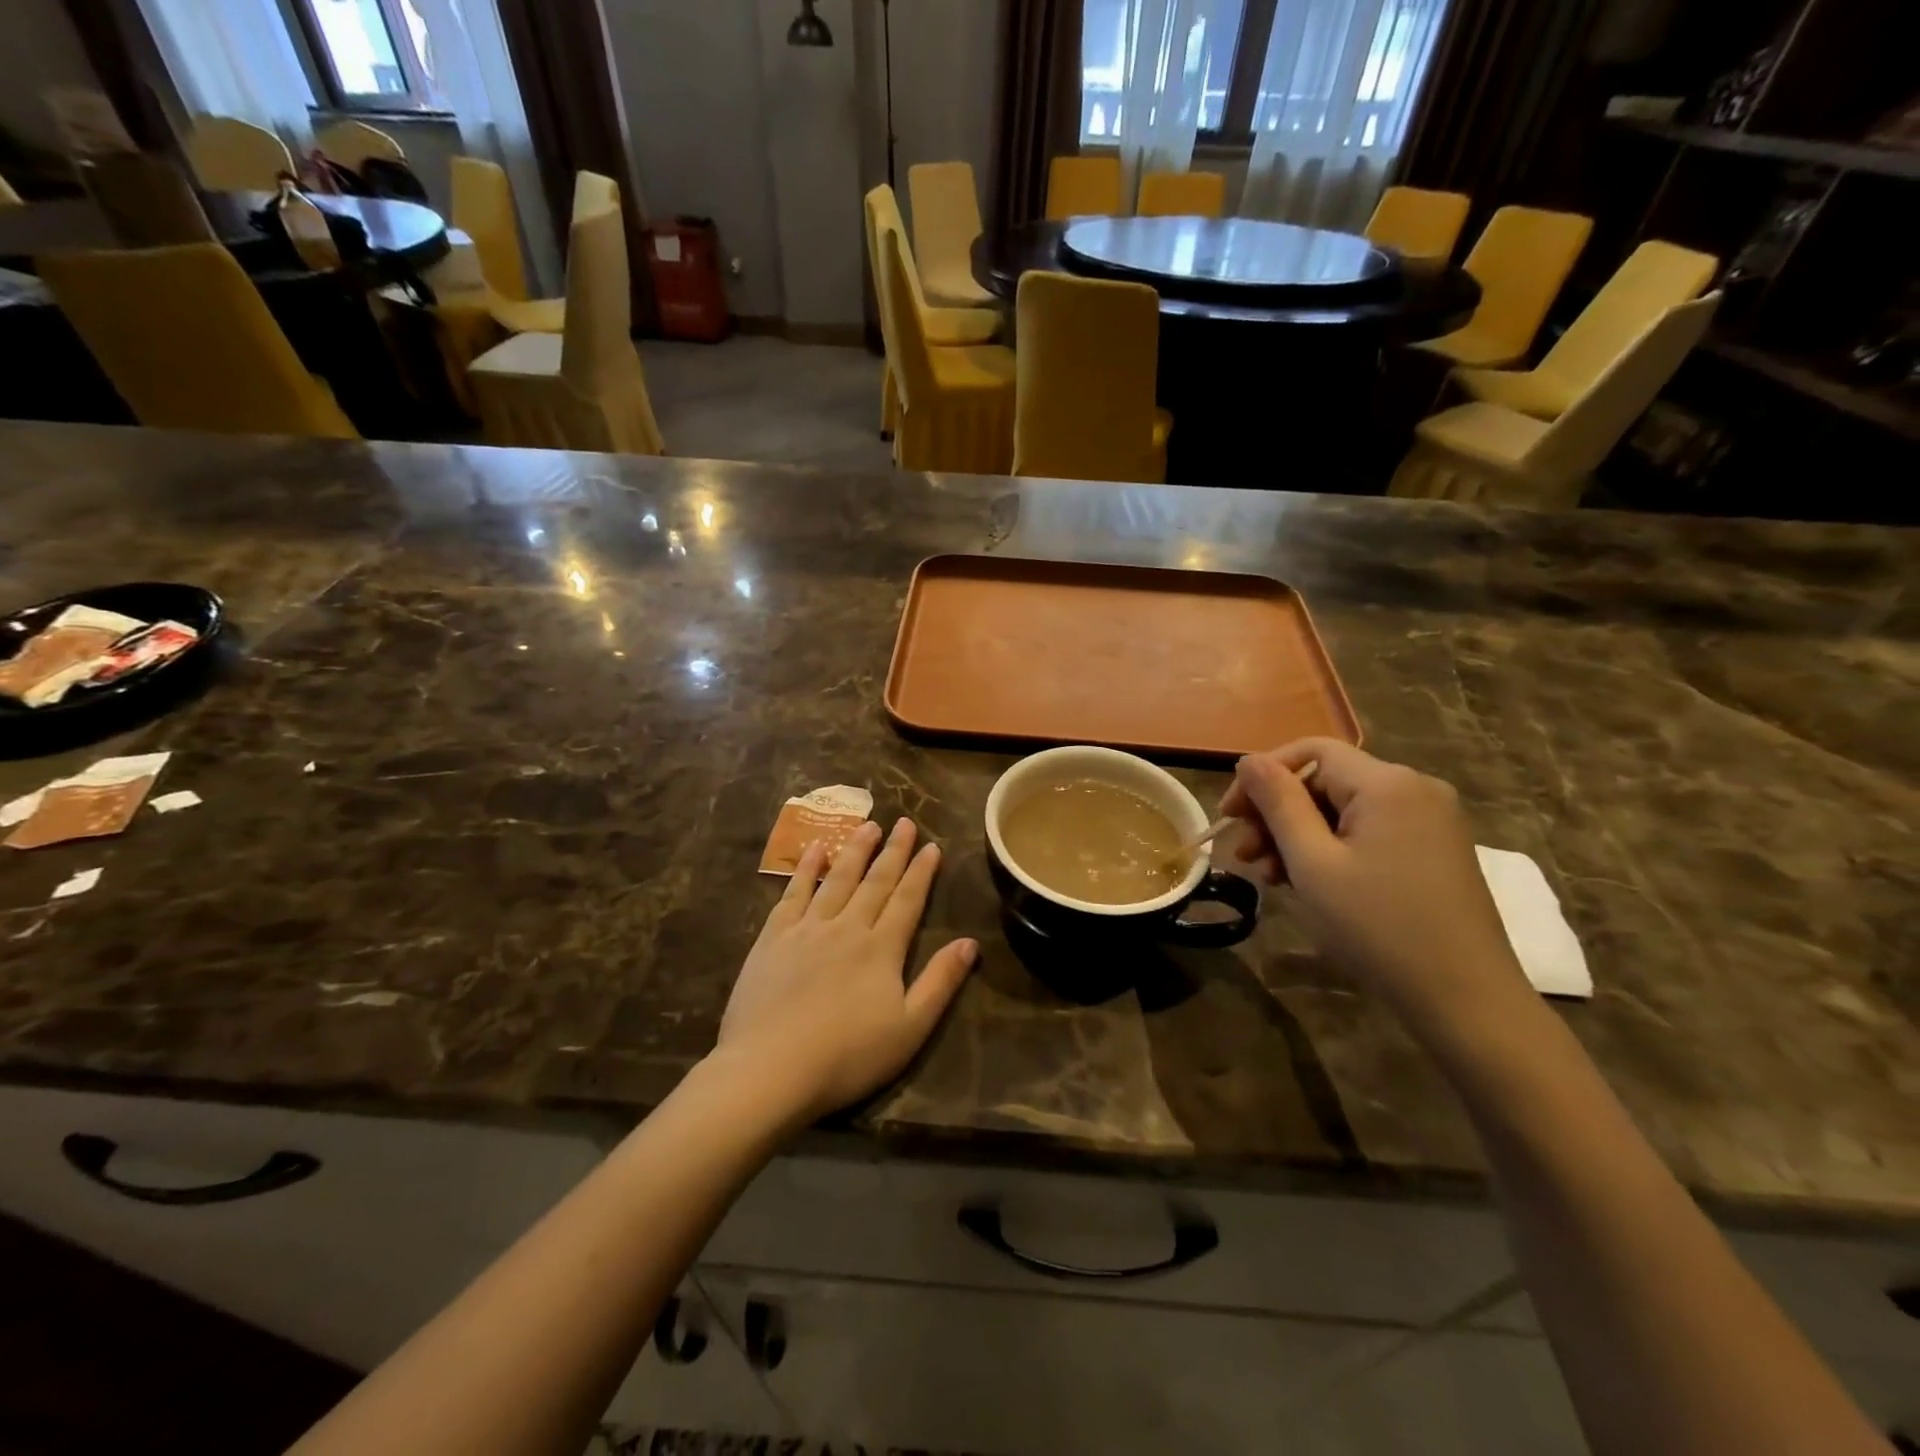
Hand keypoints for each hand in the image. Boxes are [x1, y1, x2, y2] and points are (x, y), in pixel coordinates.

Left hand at [714, 819, 976, 1125]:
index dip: (921, 872)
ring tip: (868, 825)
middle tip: (903, 822)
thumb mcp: (909, 1029)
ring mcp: (807, 929)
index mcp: (881, 948)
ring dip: (855, 850)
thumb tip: (970, 943)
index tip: (932, 846)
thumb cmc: (847, 1056)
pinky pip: (794, 893)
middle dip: (892, 851)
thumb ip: (940, 983)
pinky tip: (816, 850)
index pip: (907, 900)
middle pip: (875, 882)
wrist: (771, 1069)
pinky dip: (807, 869)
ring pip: (837, 879)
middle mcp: (847, 927)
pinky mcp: (773, 938)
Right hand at [1220, 739, 1528, 1033]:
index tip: (1229, 816)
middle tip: (1244, 855)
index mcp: (1387, 783)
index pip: (1310, 751)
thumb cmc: (1378, 927)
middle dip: (1277, 813)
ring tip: (1268, 876)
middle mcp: (1414, 788)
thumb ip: (1278, 803)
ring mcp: (1430, 820)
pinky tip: (1307, 882)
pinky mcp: (1434, 849)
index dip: (1262, 776)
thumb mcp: (1313, 863)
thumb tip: (1249, 760)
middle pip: (1326, 780)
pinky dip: (1331, 849)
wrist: (1466, 1001)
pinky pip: (1368, 831)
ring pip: (1343, 809)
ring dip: (1298, 835)